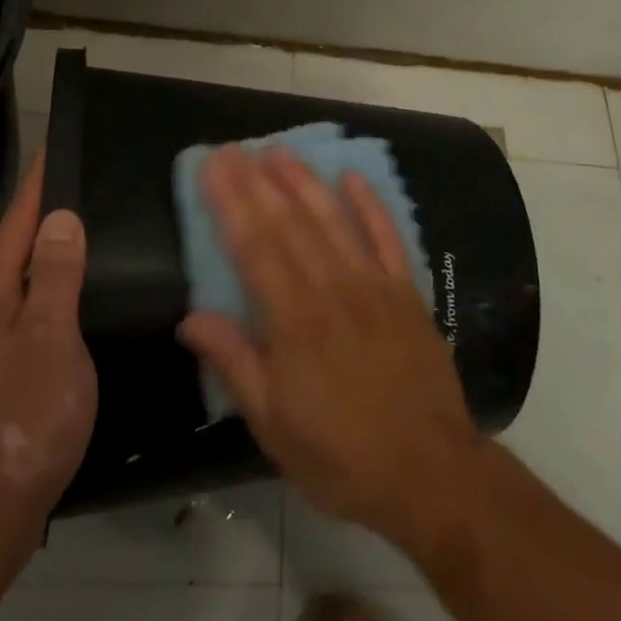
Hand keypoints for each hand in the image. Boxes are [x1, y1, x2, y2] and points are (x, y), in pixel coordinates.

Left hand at [0, 153, 96, 554]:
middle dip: (39, 216)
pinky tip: (54, 310)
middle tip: (81, 192)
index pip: (19, 220)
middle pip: (9, 249)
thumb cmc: (22, 419)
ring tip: (74, 243)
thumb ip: (57, 275)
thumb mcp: (52, 340)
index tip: (55, 146)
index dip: (39, 183)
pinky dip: (33, 297)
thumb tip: (60, 217)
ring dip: (37, 258)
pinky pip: (8, 316)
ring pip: (7, 285)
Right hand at [177, 145, 479, 548]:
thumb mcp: (274, 425)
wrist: (430, 472)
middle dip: (258, 182)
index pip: (254, 248)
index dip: (231, 204)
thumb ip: (235, 363)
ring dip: (304, 182)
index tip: (212, 168)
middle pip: (288, 224)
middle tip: (235, 148)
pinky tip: (352, 176)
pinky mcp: (406, 291)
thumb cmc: (341, 456)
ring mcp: (373, 285)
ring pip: (332, 220)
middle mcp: (332, 289)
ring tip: (279, 150)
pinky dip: (369, 204)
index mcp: (294, 321)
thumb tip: (190, 318)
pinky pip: (387, 237)